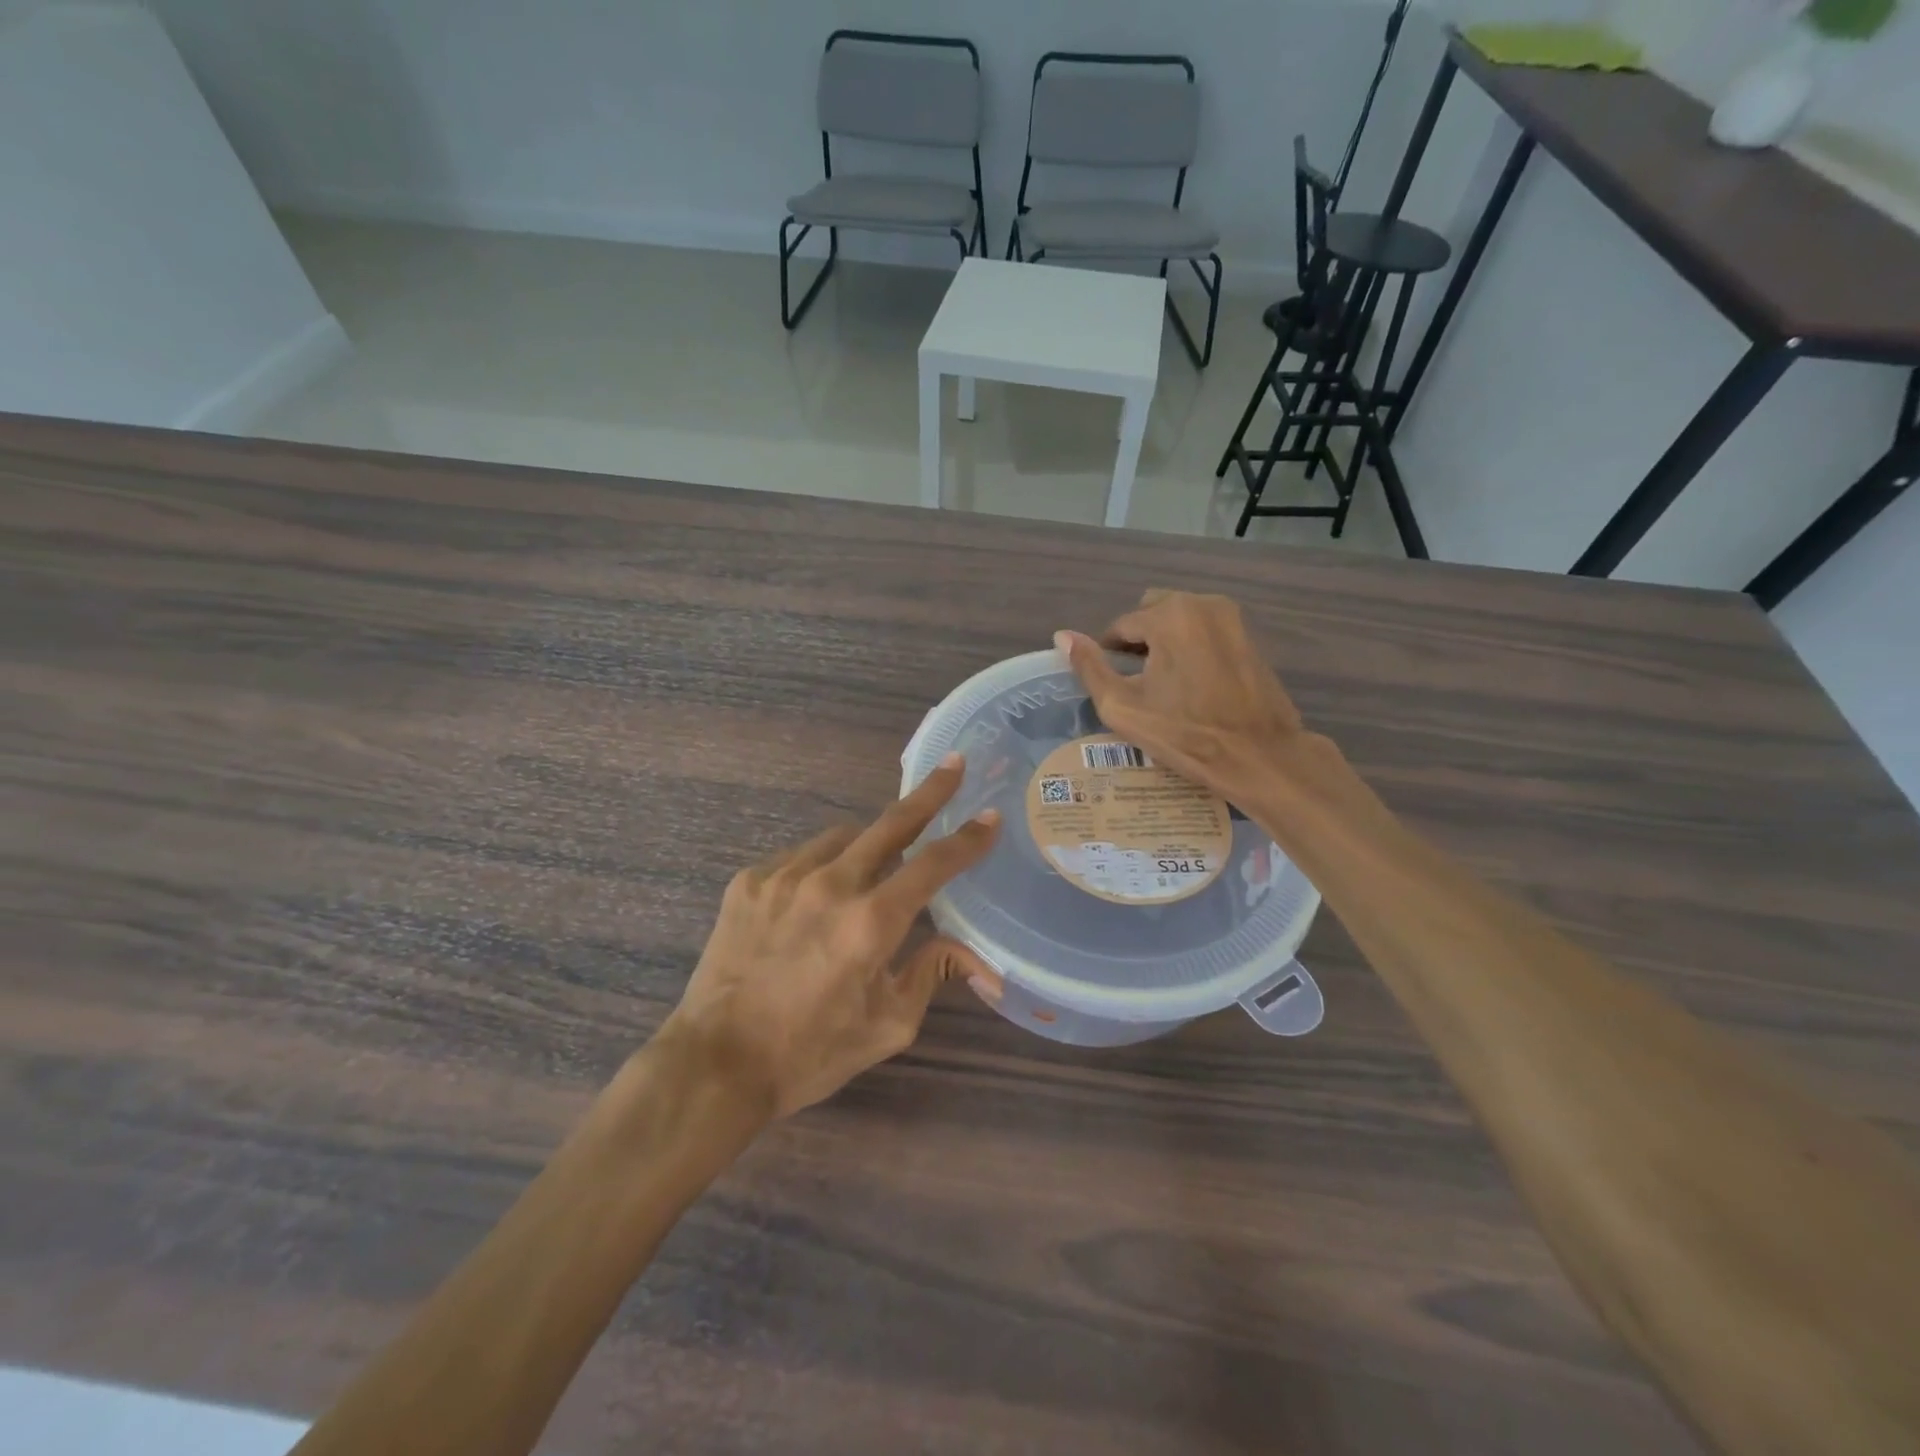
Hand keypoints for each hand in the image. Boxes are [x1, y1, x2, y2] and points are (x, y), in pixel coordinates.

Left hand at [664, 755, 1002, 1118]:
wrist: (716, 1064)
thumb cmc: (810, 1052)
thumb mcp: (887, 1025)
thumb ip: (932, 974)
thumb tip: (976, 958)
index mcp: (870, 923)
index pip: (933, 865)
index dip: (968, 839)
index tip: (990, 816)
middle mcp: (830, 885)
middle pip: (891, 823)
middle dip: (929, 793)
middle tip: (953, 766)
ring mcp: (784, 876)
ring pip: (843, 838)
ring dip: (868, 844)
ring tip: (872, 870)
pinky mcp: (750, 880)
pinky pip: (801, 856)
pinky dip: (821, 866)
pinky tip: (816, 897)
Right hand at [1057, 590, 1305, 802]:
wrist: (1259, 756)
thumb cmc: (1185, 734)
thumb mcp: (1123, 706)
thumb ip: (1090, 667)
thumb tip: (1062, 635)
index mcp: (1169, 615)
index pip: (1121, 626)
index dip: (1109, 655)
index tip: (1112, 685)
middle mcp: (1202, 603)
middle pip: (1152, 613)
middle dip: (1139, 641)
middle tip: (1138, 683)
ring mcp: (1231, 617)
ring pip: (1180, 619)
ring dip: (1165, 641)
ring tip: (1165, 684)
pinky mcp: (1250, 636)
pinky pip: (1206, 631)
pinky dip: (1192, 647)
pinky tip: (1193, 684)